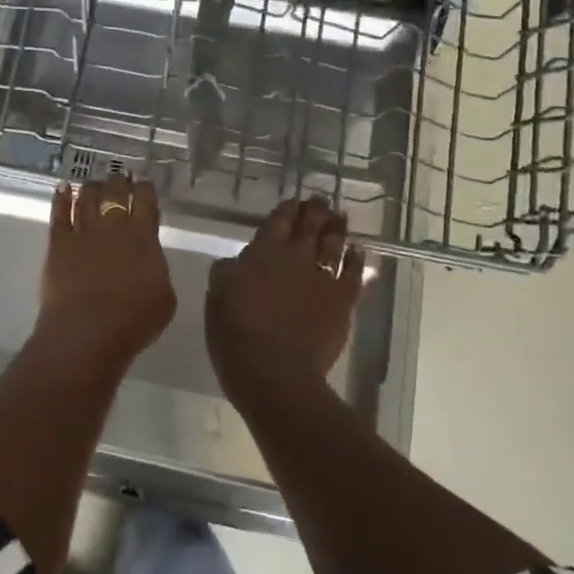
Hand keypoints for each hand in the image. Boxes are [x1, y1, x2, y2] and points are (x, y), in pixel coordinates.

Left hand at [38, 175, 175, 366]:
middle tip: (119, 179)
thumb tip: (150, 261)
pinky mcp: (58, 243)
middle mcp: (113, 226)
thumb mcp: (164, 297)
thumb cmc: (134, 320)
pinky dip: (61, 197)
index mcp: (143, 236)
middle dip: (118, 182)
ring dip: (91, 187)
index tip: (144, 186)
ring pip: (86, 197)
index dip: (145, 188)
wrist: (88, 331)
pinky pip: (59, 213)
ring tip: (93, 184)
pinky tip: (63, 188)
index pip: (146, 199)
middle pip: (115, 191)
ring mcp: (82, 231)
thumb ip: (157, 270)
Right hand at [207, 196, 365, 401]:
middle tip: (320, 201)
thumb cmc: (236, 334)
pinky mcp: (343, 301)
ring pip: (334, 243)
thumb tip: (237, 262)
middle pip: (311, 224)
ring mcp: (323, 277)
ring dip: (337, 228)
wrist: (275, 372)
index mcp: (263, 251)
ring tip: (340, 218)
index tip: (294, 202)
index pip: (279, 219)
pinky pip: (353, 273)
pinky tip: (357, 252)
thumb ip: (227, 272)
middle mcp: (296, 256)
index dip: (288, 208)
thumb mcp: (216, 297)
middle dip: (316, 210)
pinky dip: (356, 259)